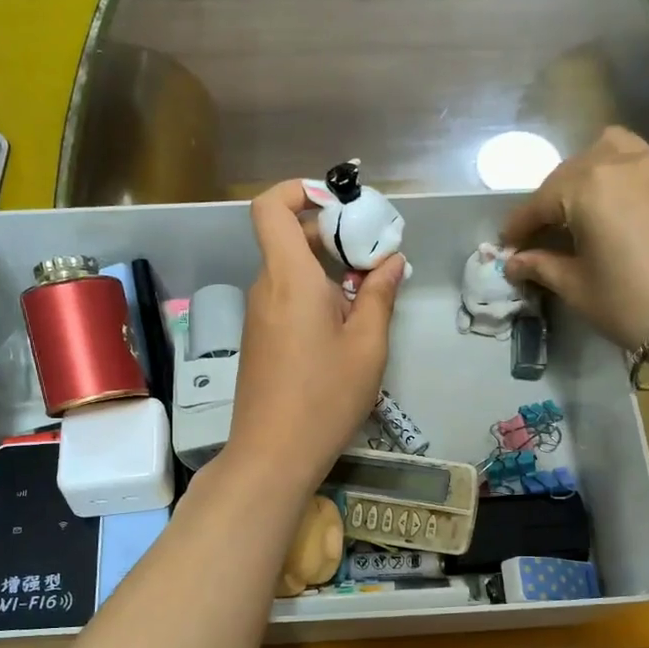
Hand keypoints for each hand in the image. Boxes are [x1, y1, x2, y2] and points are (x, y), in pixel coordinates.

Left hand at [224, 181, 404, 494]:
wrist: (272, 455)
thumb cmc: (325, 398)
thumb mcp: (366, 346)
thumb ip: (378, 296)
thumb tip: (390, 261)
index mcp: (289, 278)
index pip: (271, 208)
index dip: (299, 192)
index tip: (339, 206)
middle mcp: (266, 288)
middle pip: (289, 239)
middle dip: (332, 237)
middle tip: (374, 260)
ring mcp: (258, 316)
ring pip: (291, 273)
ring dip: (328, 274)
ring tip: (367, 300)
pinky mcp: (260, 340)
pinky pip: (286, 300)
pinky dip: (314, 299)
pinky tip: (343, 330)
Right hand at [502, 128, 648, 367]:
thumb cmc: (630, 305)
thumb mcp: (577, 287)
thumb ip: (542, 265)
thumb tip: (514, 262)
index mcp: (586, 188)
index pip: (539, 202)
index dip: (519, 227)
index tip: (508, 246)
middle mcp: (620, 161)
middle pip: (572, 172)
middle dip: (552, 200)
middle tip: (544, 233)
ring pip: (614, 147)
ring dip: (594, 168)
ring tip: (590, 200)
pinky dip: (646, 159)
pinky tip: (643, 182)